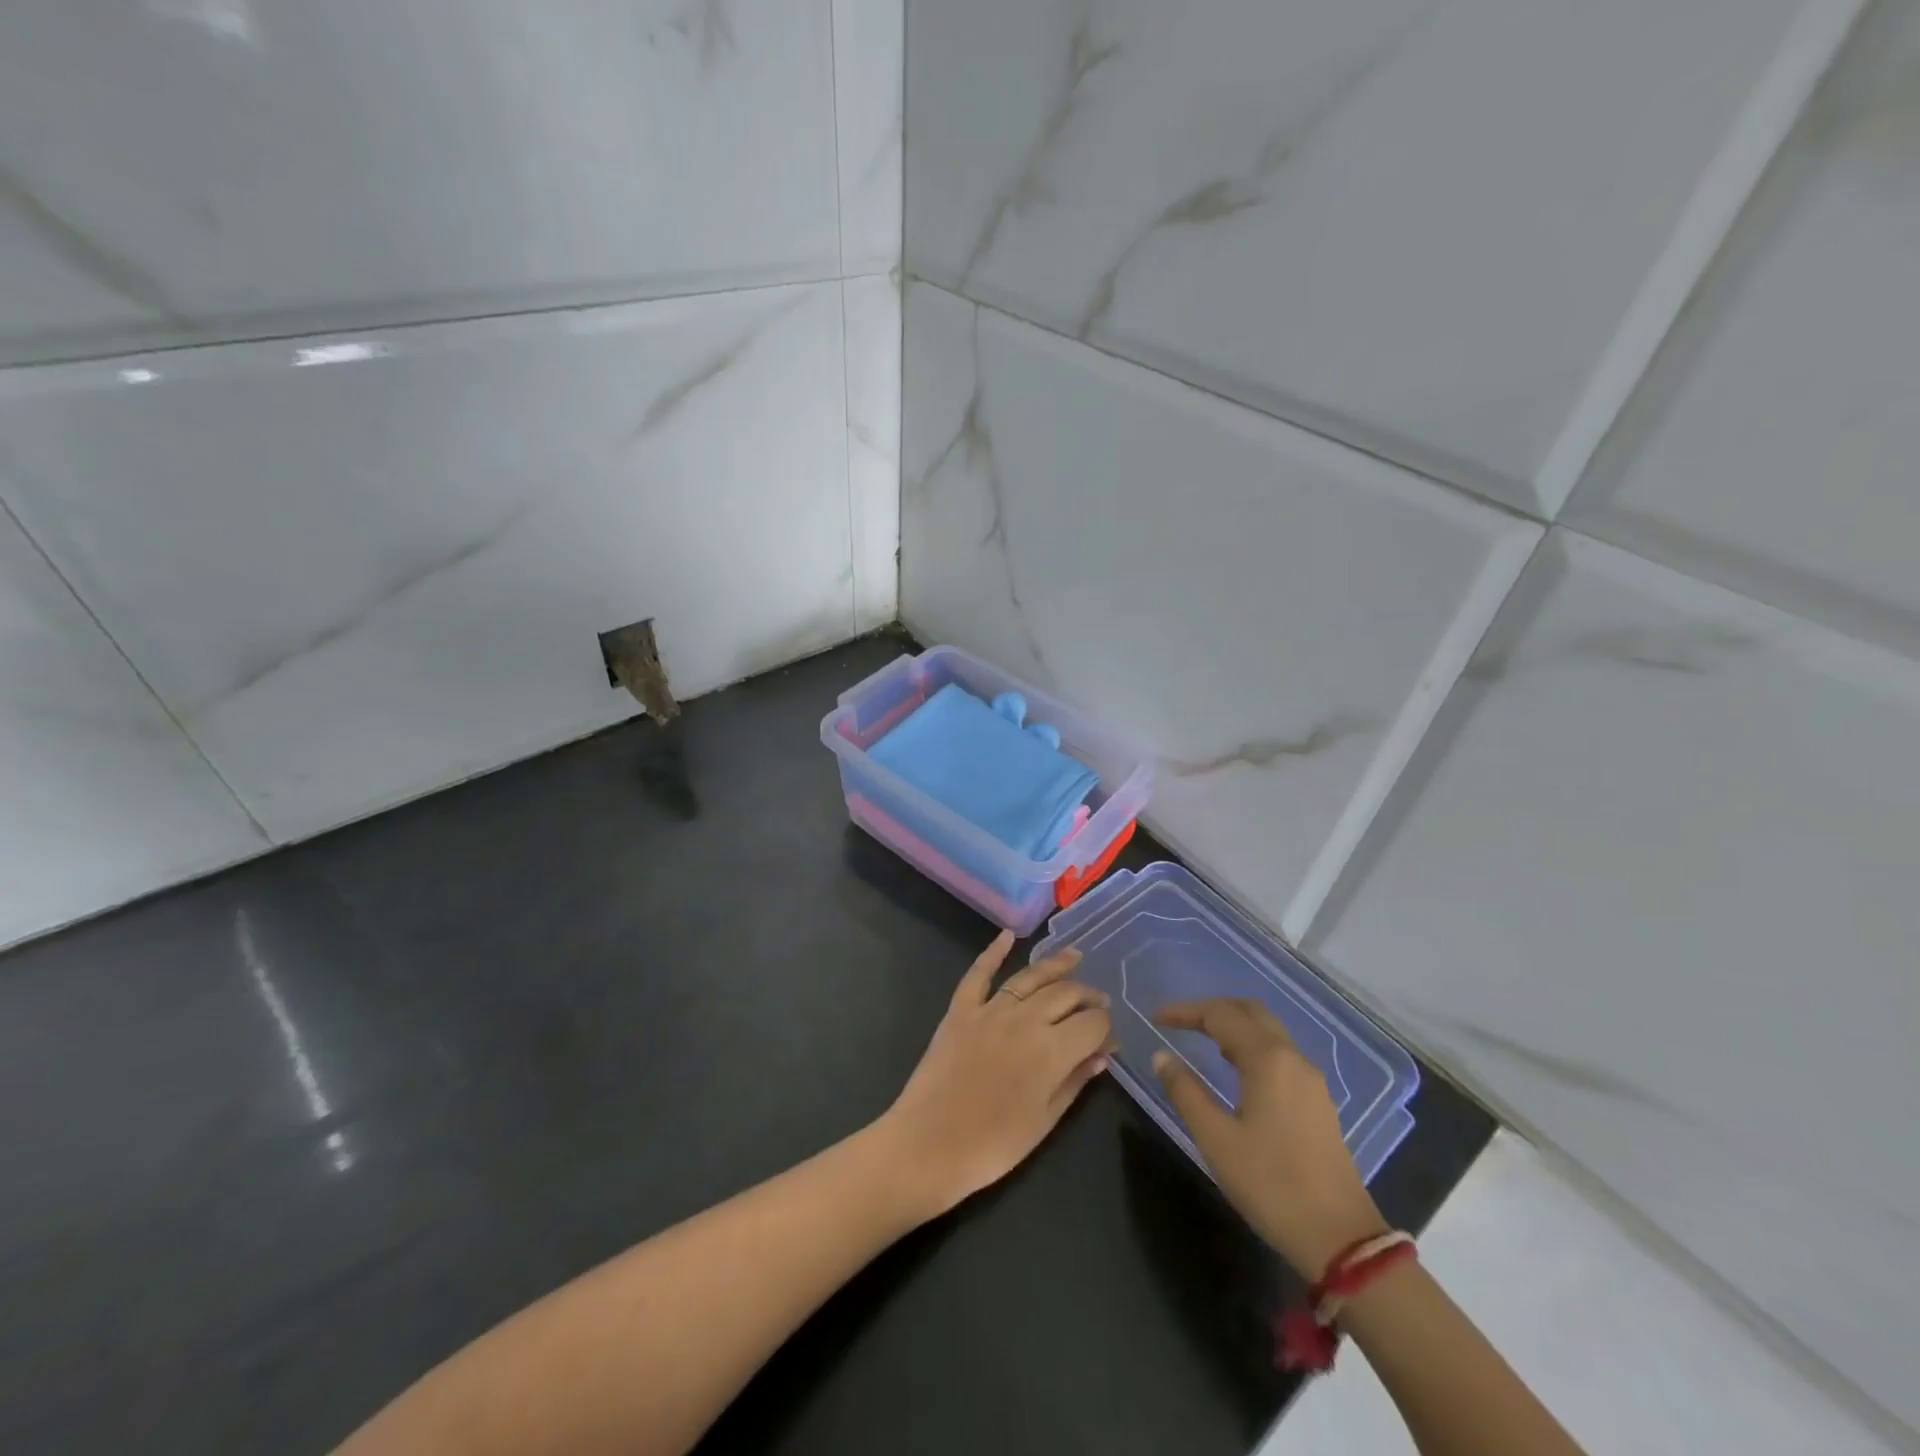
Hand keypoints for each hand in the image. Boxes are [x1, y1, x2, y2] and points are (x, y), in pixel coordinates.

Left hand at [881, 931, 1114, 1217]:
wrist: (929, 1144)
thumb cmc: (993, 1145)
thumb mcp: (1045, 1122)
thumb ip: (1075, 1082)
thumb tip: (1101, 1055)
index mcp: (1052, 1050)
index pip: (1093, 1023)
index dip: (1106, 1028)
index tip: (1109, 1038)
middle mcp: (1026, 1018)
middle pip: (1066, 994)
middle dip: (1088, 996)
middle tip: (1099, 1001)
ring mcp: (991, 1009)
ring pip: (1031, 977)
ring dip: (1056, 964)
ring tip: (1074, 956)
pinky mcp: (961, 1009)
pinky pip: (979, 973)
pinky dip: (993, 951)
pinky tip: (1007, 936)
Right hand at [1152, 998, 1387, 1276]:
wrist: (1341, 1239)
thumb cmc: (1271, 1184)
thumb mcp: (1216, 1139)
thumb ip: (1185, 1092)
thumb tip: (1161, 1056)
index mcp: (1267, 1059)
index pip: (1220, 1015)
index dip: (1185, 1012)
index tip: (1156, 1019)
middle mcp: (1293, 1058)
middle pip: (1250, 1012)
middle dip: (1212, 1010)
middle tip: (1180, 1022)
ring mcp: (1311, 1080)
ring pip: (1268, 1031)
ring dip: (1234, 1025)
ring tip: (1202, 1040)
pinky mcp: (1318, 1101)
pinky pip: (1280, 1053)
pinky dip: (1252, 1045)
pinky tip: (1236, 1069)